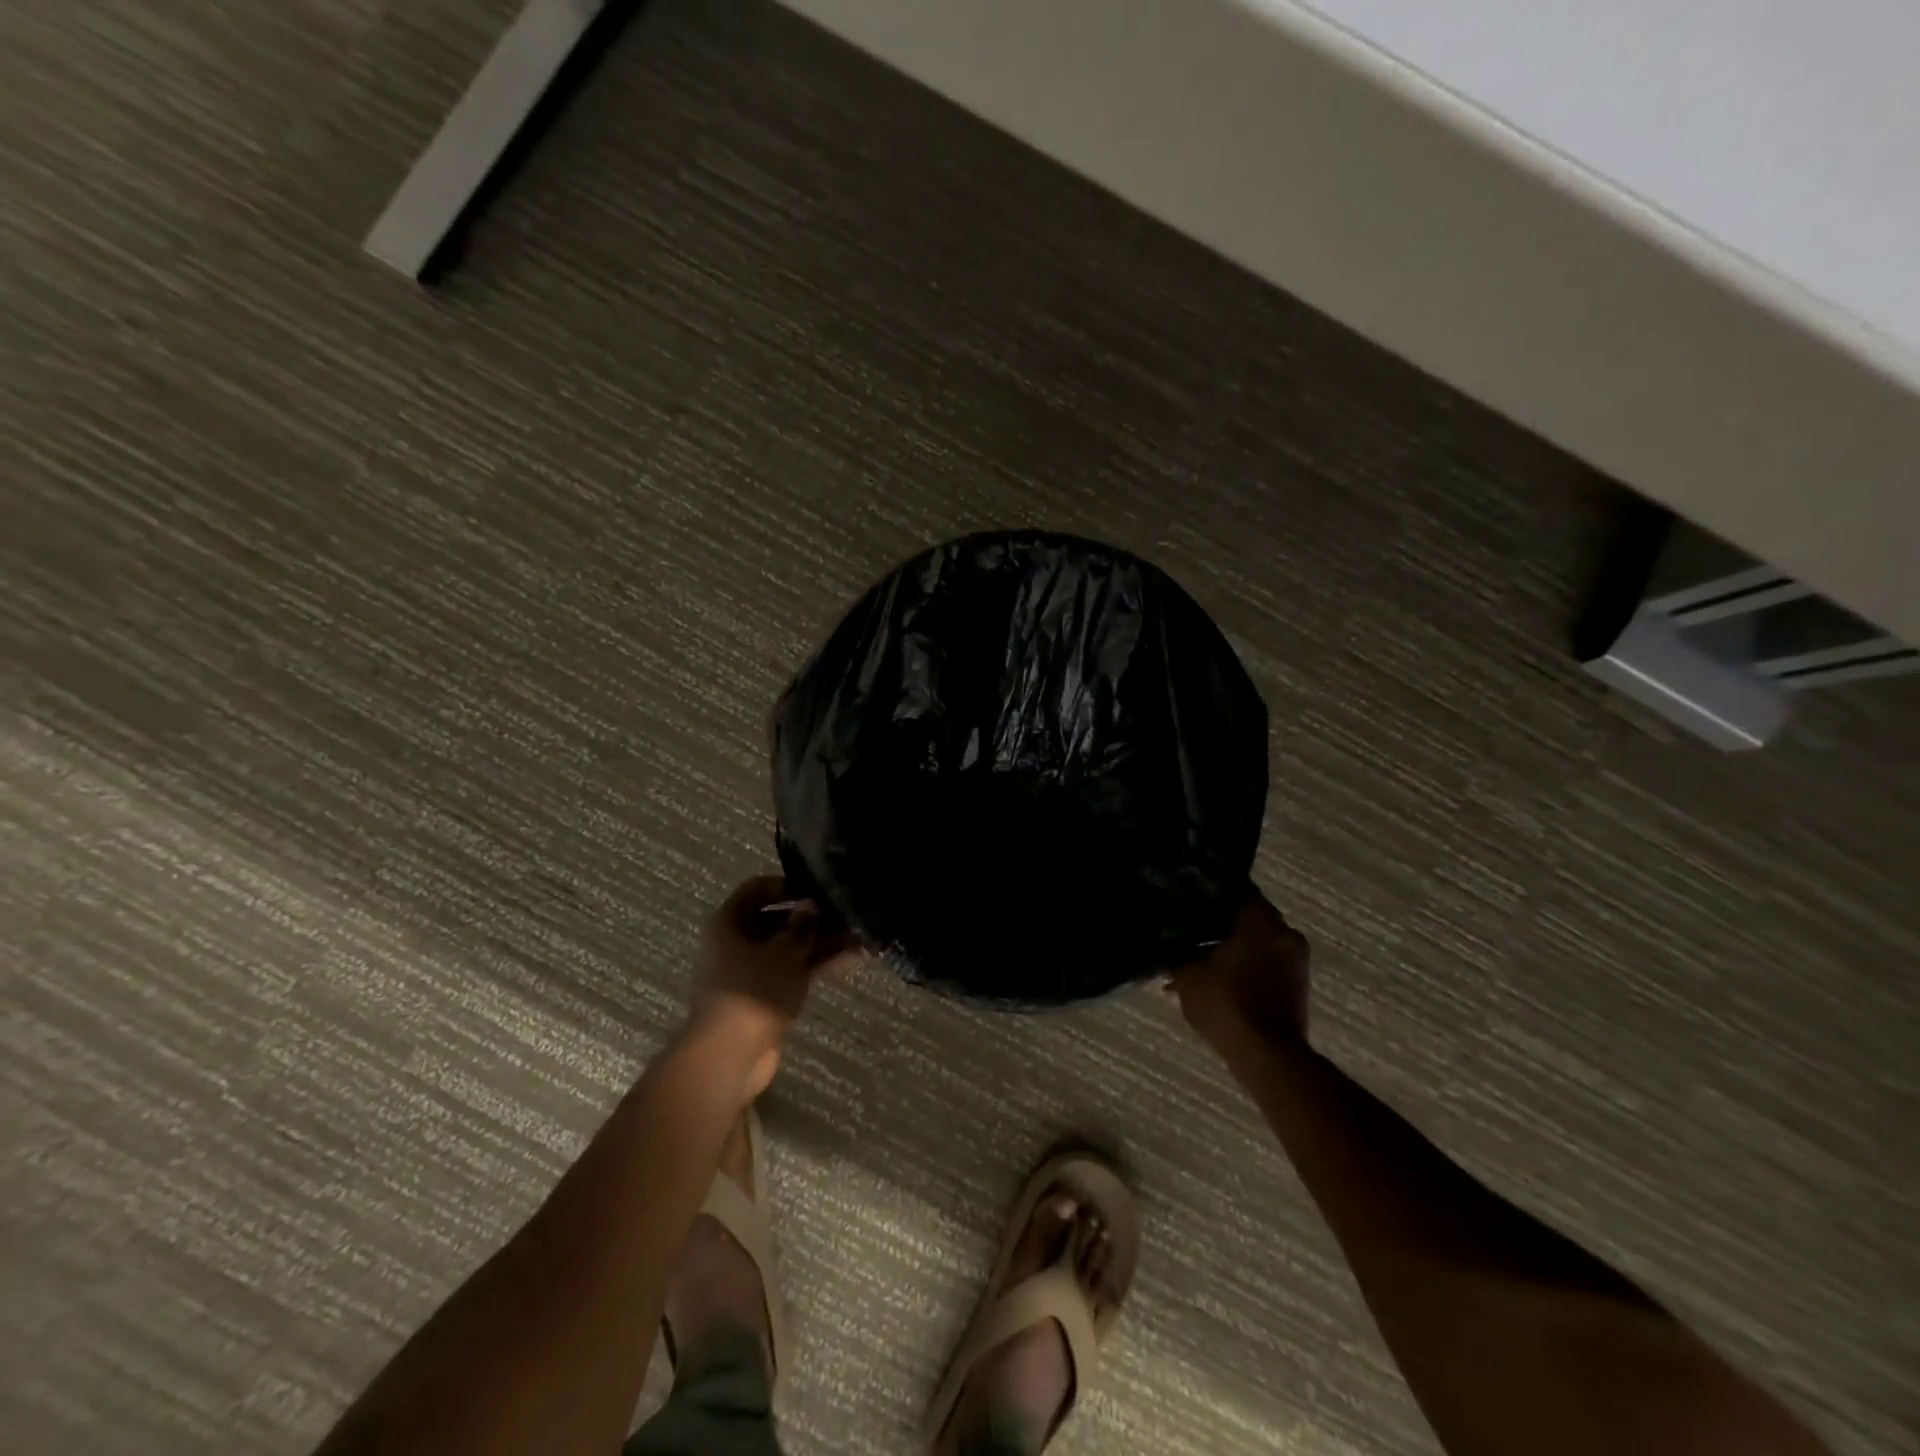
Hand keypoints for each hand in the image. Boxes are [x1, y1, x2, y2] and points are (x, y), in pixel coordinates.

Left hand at [686, 875, 862, 1097]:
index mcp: (728, 923)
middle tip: (846, 911)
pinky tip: (853, 958)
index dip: (785, 884)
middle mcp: (737, 944)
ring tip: (859, 934)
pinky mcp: (766, 998)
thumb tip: (812, 905)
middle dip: (812, 917)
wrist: (730, 1057)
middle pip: (776, 920)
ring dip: (821, 942)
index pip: (755, 890)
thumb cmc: (753, 991)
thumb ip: (802, 926)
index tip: (816, 887)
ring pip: (790, 948)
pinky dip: (818, 965)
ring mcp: (752, 973)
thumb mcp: (784, 951)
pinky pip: (795, 972)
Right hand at [1170, 891, 1310, 1050]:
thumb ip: (1177, 950)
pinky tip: (1222, 978)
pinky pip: (1269, 960)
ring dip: (1235, 946)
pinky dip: (1249, 964)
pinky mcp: (1299, 982)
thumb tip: (1166, 938)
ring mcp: (1296, 957)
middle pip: (1248, 915)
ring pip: (1259, 939)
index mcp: (1258, 918)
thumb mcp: (1187, 973)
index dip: (1210, 892)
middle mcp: (1283, 930)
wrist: (1267, 1055)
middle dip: (1222, 922)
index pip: (1234, 888)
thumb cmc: (1226, 1003)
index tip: (1190, 899)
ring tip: (1204, 958)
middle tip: (1193, 930)